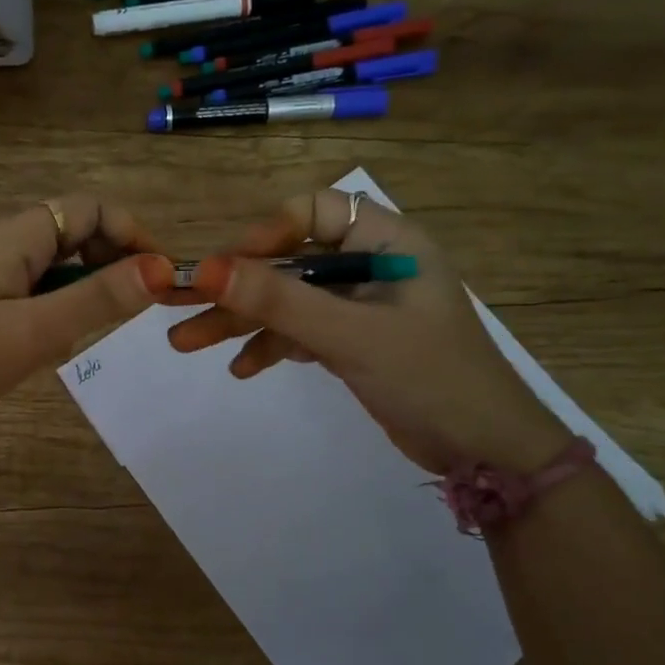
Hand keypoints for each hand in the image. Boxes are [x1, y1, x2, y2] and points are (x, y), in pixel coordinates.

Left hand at [0, 196, 172, 441]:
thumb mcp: (35, 331)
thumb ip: (97, 299)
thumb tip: (161, 269)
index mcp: (18, 236)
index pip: (91, 208)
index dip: (132, 233)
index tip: (160, 277)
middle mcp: (6, 242)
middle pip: (77, 230)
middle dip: (114, 260)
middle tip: (135, 307)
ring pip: (59, 262)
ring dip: (87, 286)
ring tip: (93, 328)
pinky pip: (37, 287)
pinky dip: (59, 305)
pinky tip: (52, 341)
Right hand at [168, 189, 572, 475]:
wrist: (486, 453)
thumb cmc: (430, 378)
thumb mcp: (350, 335)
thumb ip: (279, 302)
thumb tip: (207, 269)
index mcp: (387, 242)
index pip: (317, 210)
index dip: (269, 230)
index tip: (227, 265)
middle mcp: (370, 266)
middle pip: (290, 260)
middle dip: (236, 285)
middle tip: (177, 302)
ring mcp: (359, 307)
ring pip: (288, 300)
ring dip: (240, 320)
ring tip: (185, 342)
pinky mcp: (352, 342)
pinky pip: (299, 332)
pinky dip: (269, 346)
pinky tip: (240, 369)